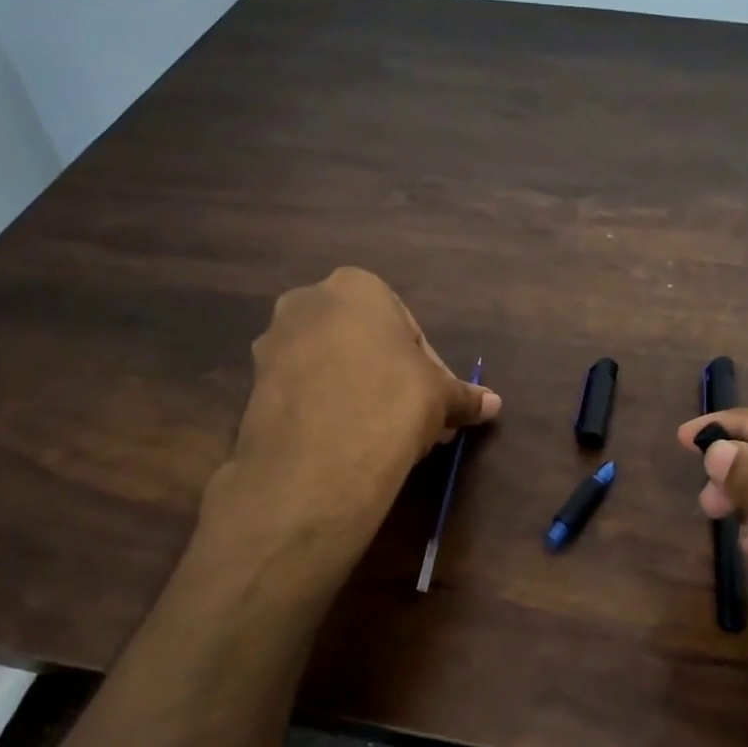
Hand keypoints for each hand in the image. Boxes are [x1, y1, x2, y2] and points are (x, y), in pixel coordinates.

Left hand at [227, 268, 500, 510]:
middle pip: (366, 345)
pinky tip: (349, 444)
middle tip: (417, 422)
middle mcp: (306, 303)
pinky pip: (305, 392)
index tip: (439, 405)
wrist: (319, 459)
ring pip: (333, 368)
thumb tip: (494, 404)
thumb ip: (465, 395)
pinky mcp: (253, 386)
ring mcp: (272, 344)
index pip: (407, 329)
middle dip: (394, 381)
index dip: (430, 371)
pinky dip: (328, 410)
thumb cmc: (392, 401)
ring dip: (362, 396)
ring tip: (385, 438)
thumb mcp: (441, 397)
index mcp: (355, 287)